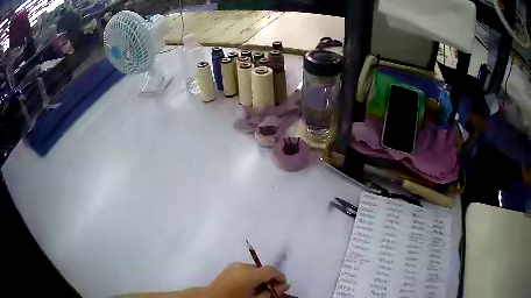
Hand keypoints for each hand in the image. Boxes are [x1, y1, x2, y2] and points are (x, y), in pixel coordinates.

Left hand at [204, 263, 289, 297]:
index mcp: (249, 273)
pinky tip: (250, 287)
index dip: (280, 277)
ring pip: (255, 270)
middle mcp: (242, 265)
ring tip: (261, 290)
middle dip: (270, 279)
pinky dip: (252, 277)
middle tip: (273, 290)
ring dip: (261, 278)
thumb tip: (285, 286)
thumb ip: (272, 292)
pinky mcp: (229, 268)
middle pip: (263, 269)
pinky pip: (246, 270)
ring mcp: (234, 265)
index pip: (271, 270)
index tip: (283, 287)